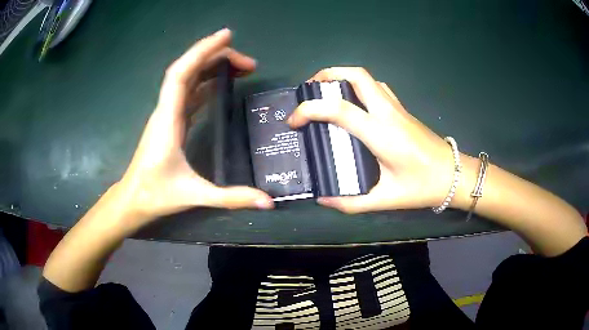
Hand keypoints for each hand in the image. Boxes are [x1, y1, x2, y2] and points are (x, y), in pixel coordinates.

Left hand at [120, 28, 272, 224]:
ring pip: (188, 80)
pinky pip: (188, 94)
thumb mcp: (195, 195)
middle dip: (216, 58)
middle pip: (187, 70)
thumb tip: (268, 202)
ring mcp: (167, 115)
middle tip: (249, 63)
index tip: (226, 36)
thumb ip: (231, 197)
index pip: (181, 73)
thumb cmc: (155, 194)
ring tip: (241, 69)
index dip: (202, 51)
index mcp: (168, 119)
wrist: (132, 200)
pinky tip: (220, 86)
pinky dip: (205, 84)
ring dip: (212, 69)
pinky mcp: (170, 122)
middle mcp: (166, 110)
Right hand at [288, 67, 455, 212]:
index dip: (310, 109)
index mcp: (382, 134)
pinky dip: (358, 86)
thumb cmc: (423, 187)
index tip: (293, 121)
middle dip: (327, 75)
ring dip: (342, 78)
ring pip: (367, 77)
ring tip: (325, 94)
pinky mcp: (402, 109)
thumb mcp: (385, 200)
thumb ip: (351, 202)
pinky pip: (376, 87)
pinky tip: (352, 104)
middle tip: (308, 91)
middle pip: (356, 75)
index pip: (340, 109)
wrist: (454, 175)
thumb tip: (323, 198)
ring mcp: (397, 107)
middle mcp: (388, 113)